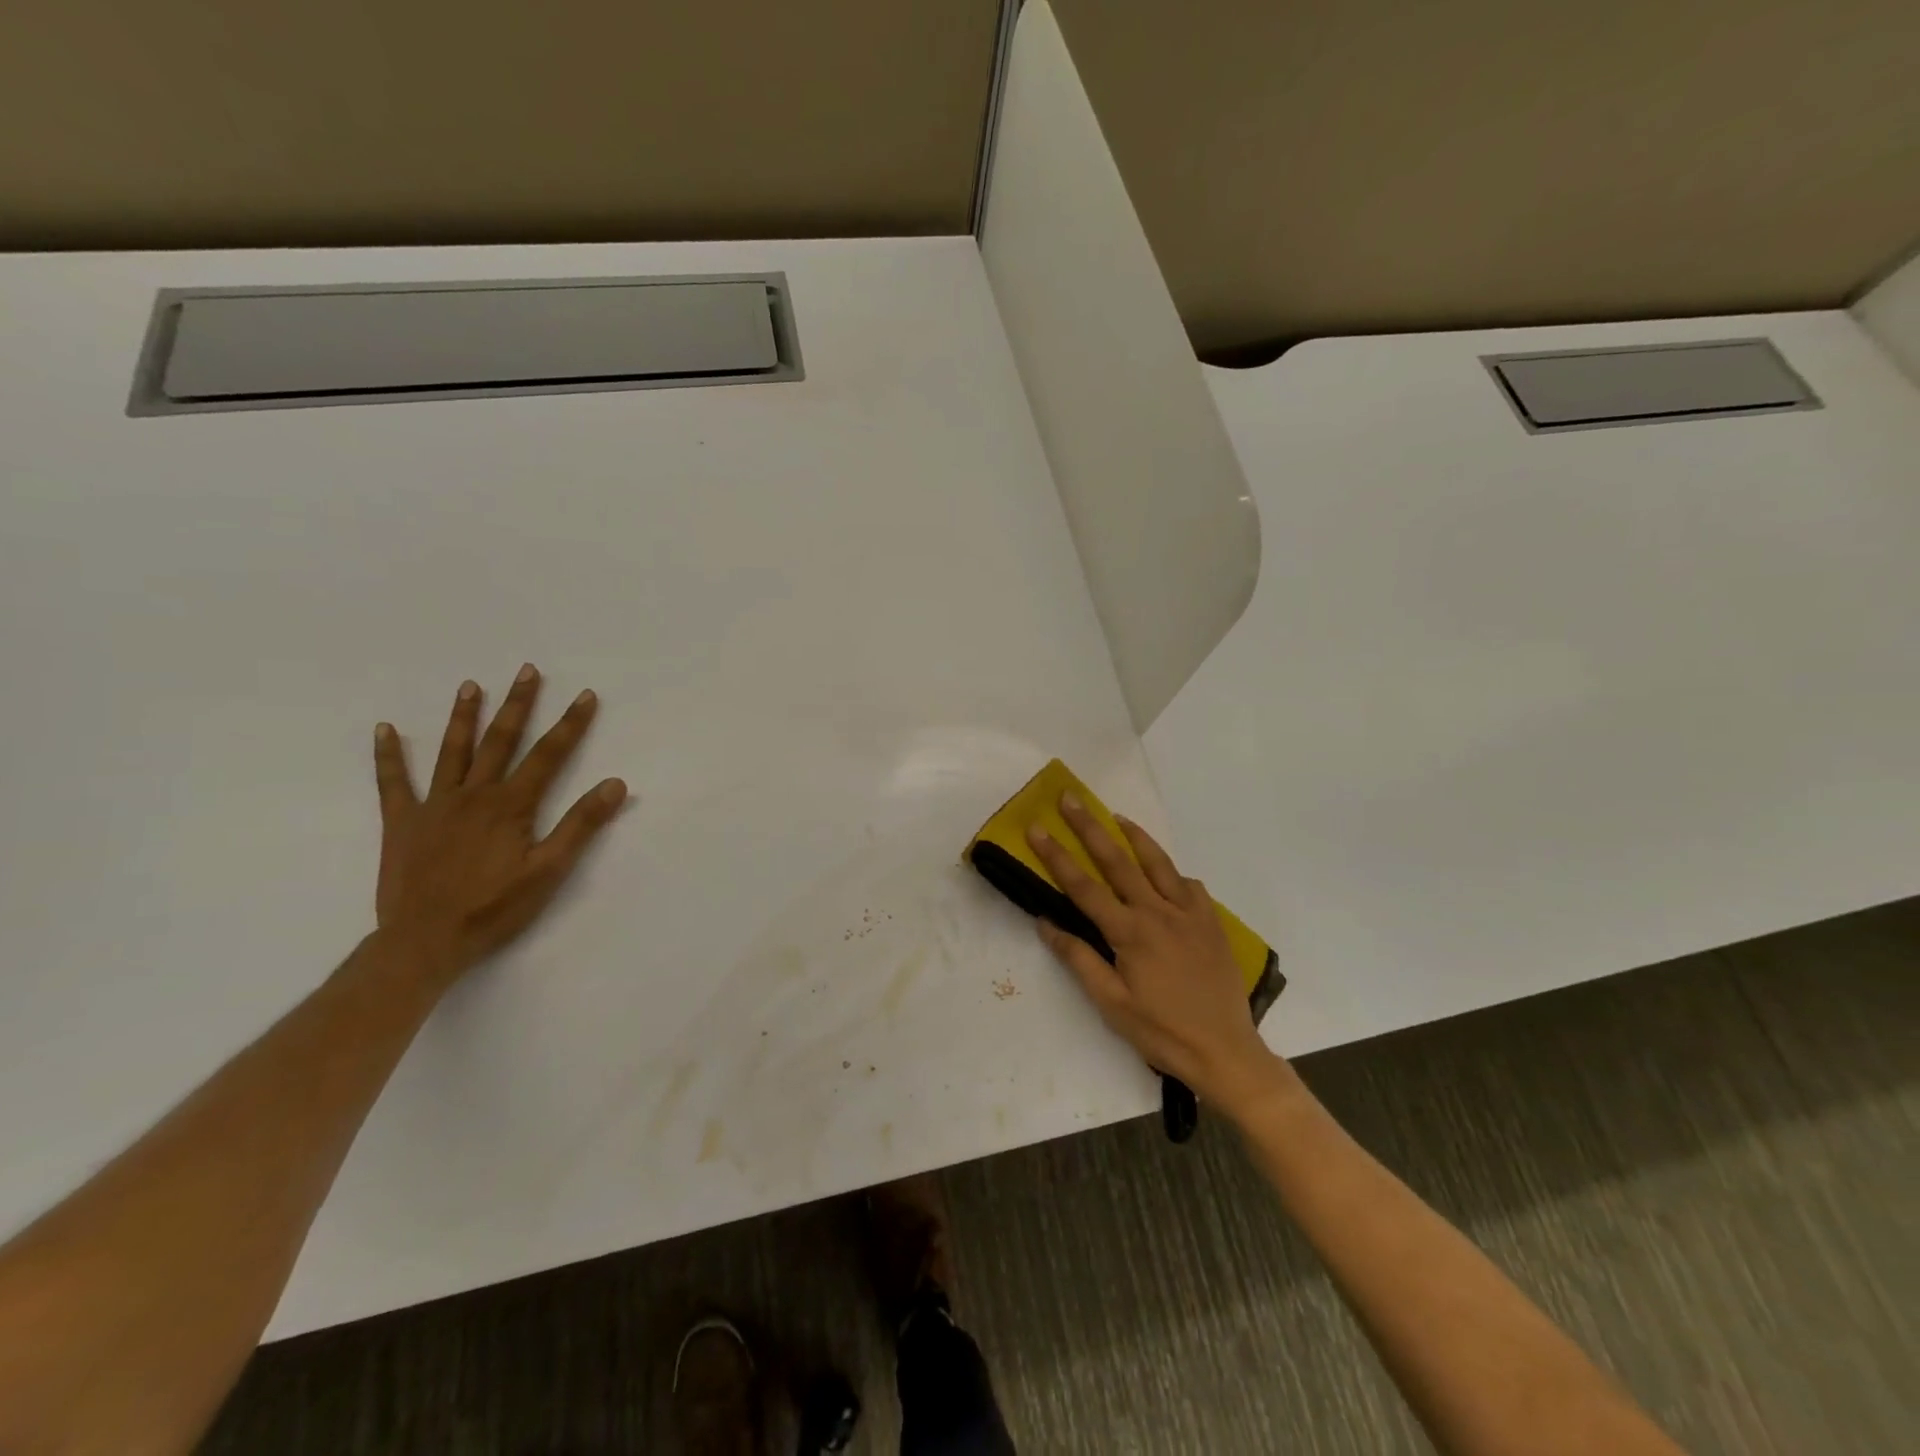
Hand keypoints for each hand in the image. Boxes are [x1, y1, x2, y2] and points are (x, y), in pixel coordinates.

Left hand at [371, 664, 627, 985]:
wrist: (424, 941)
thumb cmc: (495, 908)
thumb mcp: (550, 870)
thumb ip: (581, 824)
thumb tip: (615, 783)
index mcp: (511, 805)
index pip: (549, 755)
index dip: (570, 724)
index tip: (585, 696)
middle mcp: (474, 794)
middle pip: (500, 741)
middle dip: (518, 704)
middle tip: (527, 671)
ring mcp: (434, 805)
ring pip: (452, 751)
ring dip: (464, 716)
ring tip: (471, 685)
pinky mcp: (402, 822)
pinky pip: (393, 782)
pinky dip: (388, 755)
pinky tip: (385, 729)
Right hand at [1027, 796, 1281, 1116]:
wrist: (1225, 1052)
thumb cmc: (1160, 1031)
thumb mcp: (1111, 1004)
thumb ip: (1078, 959)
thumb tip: (1045, 922)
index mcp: (1130, 933)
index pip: (1083, 886)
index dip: (1056, 856)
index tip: (1037, 828)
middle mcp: (1158, 912)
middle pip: (1118, 860)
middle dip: (1090, 827)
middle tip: (1071, 799)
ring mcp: (1189, 914)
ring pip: (1158, 863)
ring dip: (1135, 836)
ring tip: (1116, 816)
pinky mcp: (1211, 922)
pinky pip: (1189, 886)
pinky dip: (1172, 872)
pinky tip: (1164, 873)